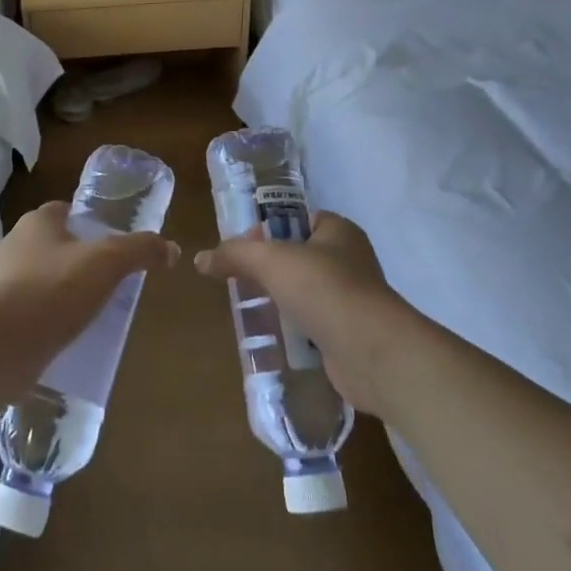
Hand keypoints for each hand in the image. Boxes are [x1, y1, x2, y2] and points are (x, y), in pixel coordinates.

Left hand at [0, 202, 179, 354]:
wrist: (4, 345)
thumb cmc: (56, 290)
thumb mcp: (109, 263)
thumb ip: (141, 250)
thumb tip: (172, 249)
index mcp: (35, 222)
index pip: (64, 210)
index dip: (88, 223)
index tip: (110, 244)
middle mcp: (11, 243)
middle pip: (51, 244)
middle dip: (75, 258)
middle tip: (105, 279)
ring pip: (37, 276)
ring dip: (59, 288)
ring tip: (87, 310)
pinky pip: (26, 307)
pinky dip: (44, 315)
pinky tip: (63, 333)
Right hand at [194, 212, 422, 416]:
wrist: (370, 350)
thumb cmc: (323, 288)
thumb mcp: (270, 260)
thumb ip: (234, 254)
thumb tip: (200, 259)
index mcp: (339, 231)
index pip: (298, 219)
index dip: (269, 229)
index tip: (243, 248)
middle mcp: (350, 260)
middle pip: (300, 257)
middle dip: (271, 270)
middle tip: (241, 281)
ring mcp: (353, 299)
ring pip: (307, 293)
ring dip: (282, 301)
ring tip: (252, 310)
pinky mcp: (350, 333)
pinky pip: (315, 325)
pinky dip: (296, 330)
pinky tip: (274, 337)